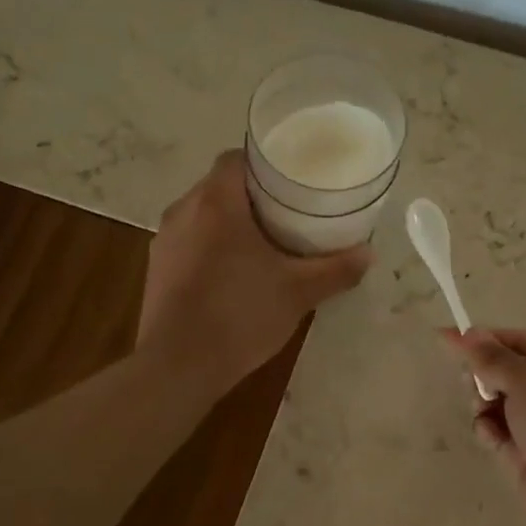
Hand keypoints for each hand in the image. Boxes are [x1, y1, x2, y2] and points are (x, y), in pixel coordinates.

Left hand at [139, 150, 372, 396]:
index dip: (263, 163)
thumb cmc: (240, 315)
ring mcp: (165, 241)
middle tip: (286, 211)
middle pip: (218, 185)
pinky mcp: (157, 269)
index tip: (290, 179)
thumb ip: (335, 270)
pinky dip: (209, 245)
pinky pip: (188, 241)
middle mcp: (183, 211)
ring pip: (201, 214)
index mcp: (216, 202)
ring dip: (228, 221)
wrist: (178, 366)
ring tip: (262, 240)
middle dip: (251, 194)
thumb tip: (368, 254)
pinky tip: (232, 272)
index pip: (235, 158)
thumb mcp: (298, 293)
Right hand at [442, 328, 525, 525]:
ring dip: (485, 406)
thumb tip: (467, 333)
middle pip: (510, 373)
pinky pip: (504, 435)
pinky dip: (492, 433)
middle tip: (472, 385)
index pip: (522, 341)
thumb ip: (492, 357)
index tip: (445, 338)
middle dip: (484, 376)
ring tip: (482, 414)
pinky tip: (490, 438)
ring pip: (503, 405)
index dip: (483, 339)